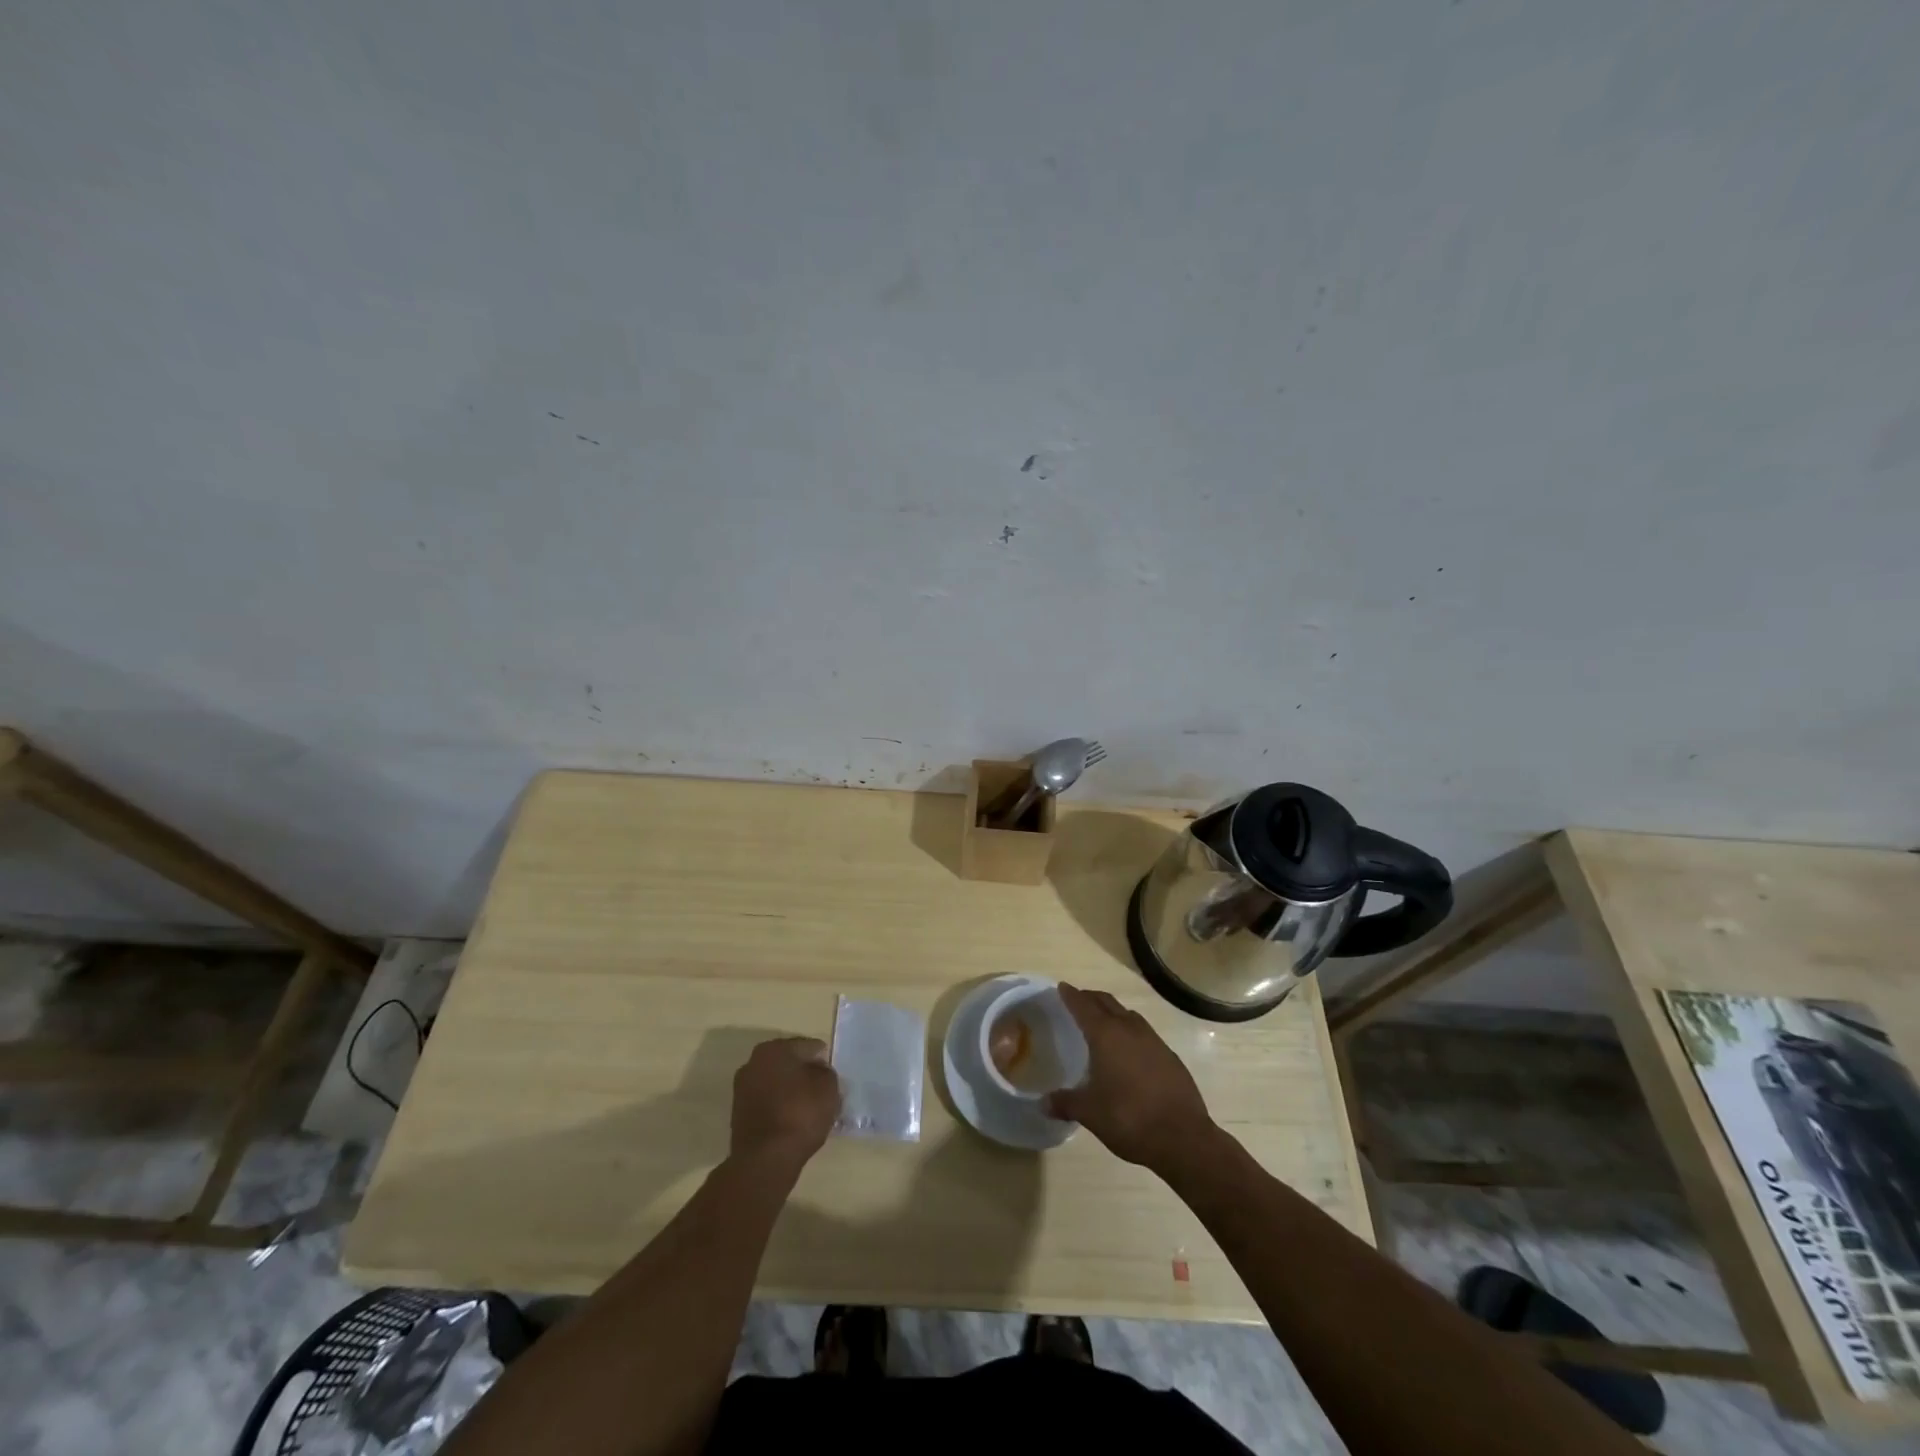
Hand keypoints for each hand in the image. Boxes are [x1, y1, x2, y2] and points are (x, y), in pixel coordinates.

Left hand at [730, 1037, 840, 1172]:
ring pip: (776, 1083)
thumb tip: (818, 1072)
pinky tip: (792, 1122)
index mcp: (774, 1049)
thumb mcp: (828, 1087)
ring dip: (791, 1091)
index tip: (832, 1078)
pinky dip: (780, 1107)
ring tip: (809, 1109)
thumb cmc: (800, 1114)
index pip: (808, 1047)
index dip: (823, 1061)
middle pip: (789, 1063)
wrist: (765, 1160)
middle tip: (822, 1092)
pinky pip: (767, 1102)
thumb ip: (826, 1073)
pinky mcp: (738, 1114)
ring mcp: (742, 1089)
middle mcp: (753, 1062)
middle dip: (805, 1074)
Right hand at [1044, 984, 1215, 1175]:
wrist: (1183, 1138)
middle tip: (1077, 1000)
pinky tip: (1129, 1052)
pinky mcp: (1170, 1056)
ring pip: (1128, 1015)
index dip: (1071, 995)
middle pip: (1107, 1003)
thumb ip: (1065, 1103)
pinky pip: (1144, 1034)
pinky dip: (1131, 1032)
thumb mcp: (1090, 1113)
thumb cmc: (1129, 1118)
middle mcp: (1130, 1030)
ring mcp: (1153, 1041)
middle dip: (1090, 998)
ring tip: (1102, 1023)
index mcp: (1106, 1036)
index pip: (1084, 1006)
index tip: (1062, 987)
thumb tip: (1043, 1103)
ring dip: (1113, 1013)